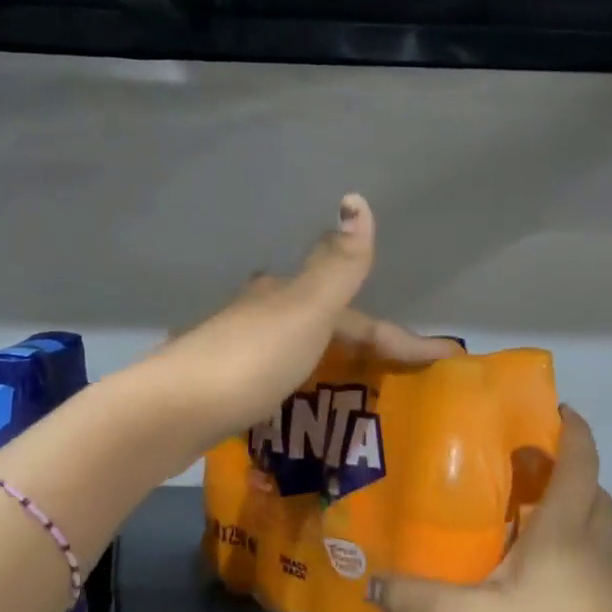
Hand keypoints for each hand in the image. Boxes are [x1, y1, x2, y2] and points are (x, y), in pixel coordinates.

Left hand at [146, 193, 460, 449]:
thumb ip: (337, 267)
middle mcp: (258, 313)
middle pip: (325, 326)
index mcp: (284, 296)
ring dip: (328, 364)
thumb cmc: (248, 361)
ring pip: (297, 349)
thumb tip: (358, 200)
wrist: (166, 412)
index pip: (359, 317)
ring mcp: (234, 348)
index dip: (402, 339)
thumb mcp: (305, 313)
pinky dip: (299, 386)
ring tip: (355, 395)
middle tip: (396, 378)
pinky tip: (299, 404)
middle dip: (362, 347)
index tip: (444, 360)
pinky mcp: (217, 384)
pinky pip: (274, 378)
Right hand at [374, 409, 611, 611]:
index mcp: (565, 530)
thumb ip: (419, 600)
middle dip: (561, 466)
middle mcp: (595, 544)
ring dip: (565, 508)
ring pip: (593, 524)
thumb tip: (371, 582)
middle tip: (518, 466)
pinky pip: (591, 558)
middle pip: (590, 488)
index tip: (552, 407)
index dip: (572, 427)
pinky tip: (533, 580)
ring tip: (517, 520)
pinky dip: (568, 547)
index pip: (580, 459)